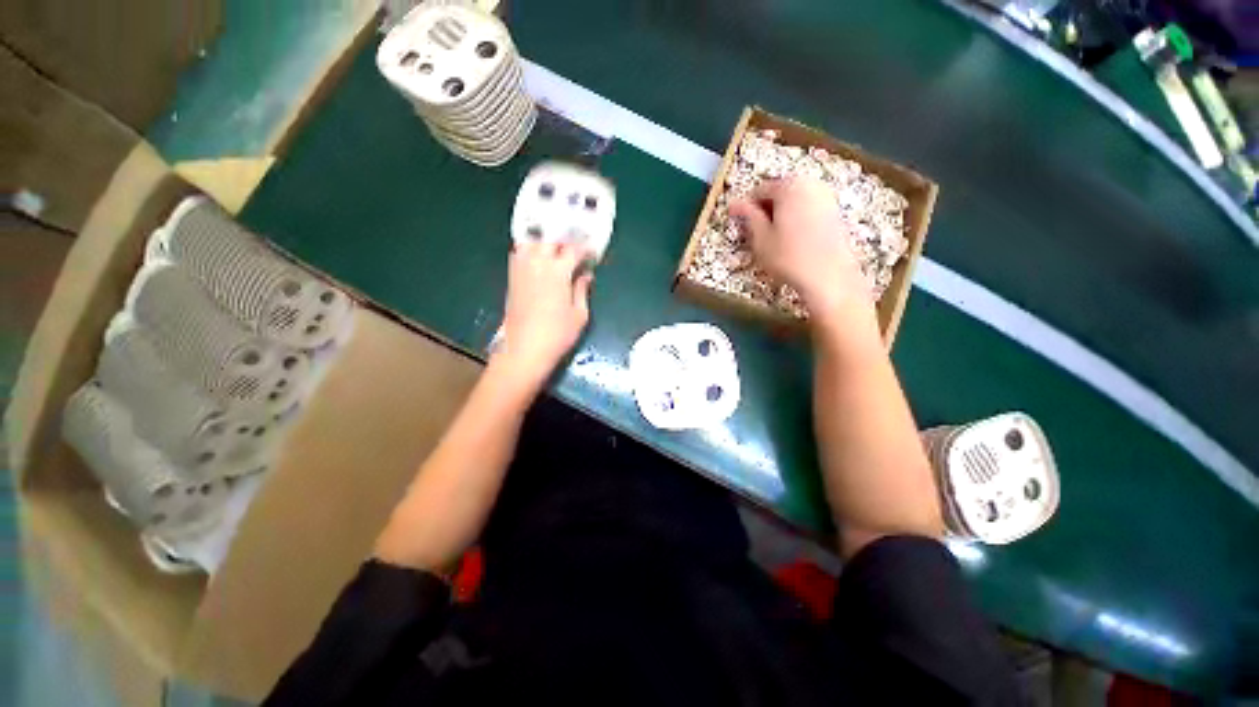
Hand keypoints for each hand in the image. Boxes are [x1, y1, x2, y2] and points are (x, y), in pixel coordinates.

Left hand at [493, 241, 592, 388]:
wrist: (523, 349)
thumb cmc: (557, 335)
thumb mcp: (579, 314)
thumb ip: (582, 290)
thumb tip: (586, 275)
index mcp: (558, 271)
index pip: (573, 250)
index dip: (585, 248)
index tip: (593, 252)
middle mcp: (537, 264)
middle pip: (550, 240)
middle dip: (564, 241)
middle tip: (575, 249)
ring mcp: (521, 270)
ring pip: (531, 243)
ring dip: (544, 242)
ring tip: (556, 251)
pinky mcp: (512, 279)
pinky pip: (519, 254)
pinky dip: (530, 250)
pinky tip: (538, 260)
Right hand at [729, 177, 870, 324]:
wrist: (829, 276)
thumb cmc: (789, 257)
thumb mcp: (761, 238)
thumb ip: (748, 216)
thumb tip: (734, 203)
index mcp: (789, 186)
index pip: (759, 190)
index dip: (747, 209)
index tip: (741, 228)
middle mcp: (810, 184)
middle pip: (779, 193)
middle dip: (765, 211)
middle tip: (757, 236)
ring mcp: (826, 197)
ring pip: (794, 202)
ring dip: (781, 216)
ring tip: (774, 241)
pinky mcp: (835, 212)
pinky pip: (808, 210)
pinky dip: (796, 221)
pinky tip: (793, 242)